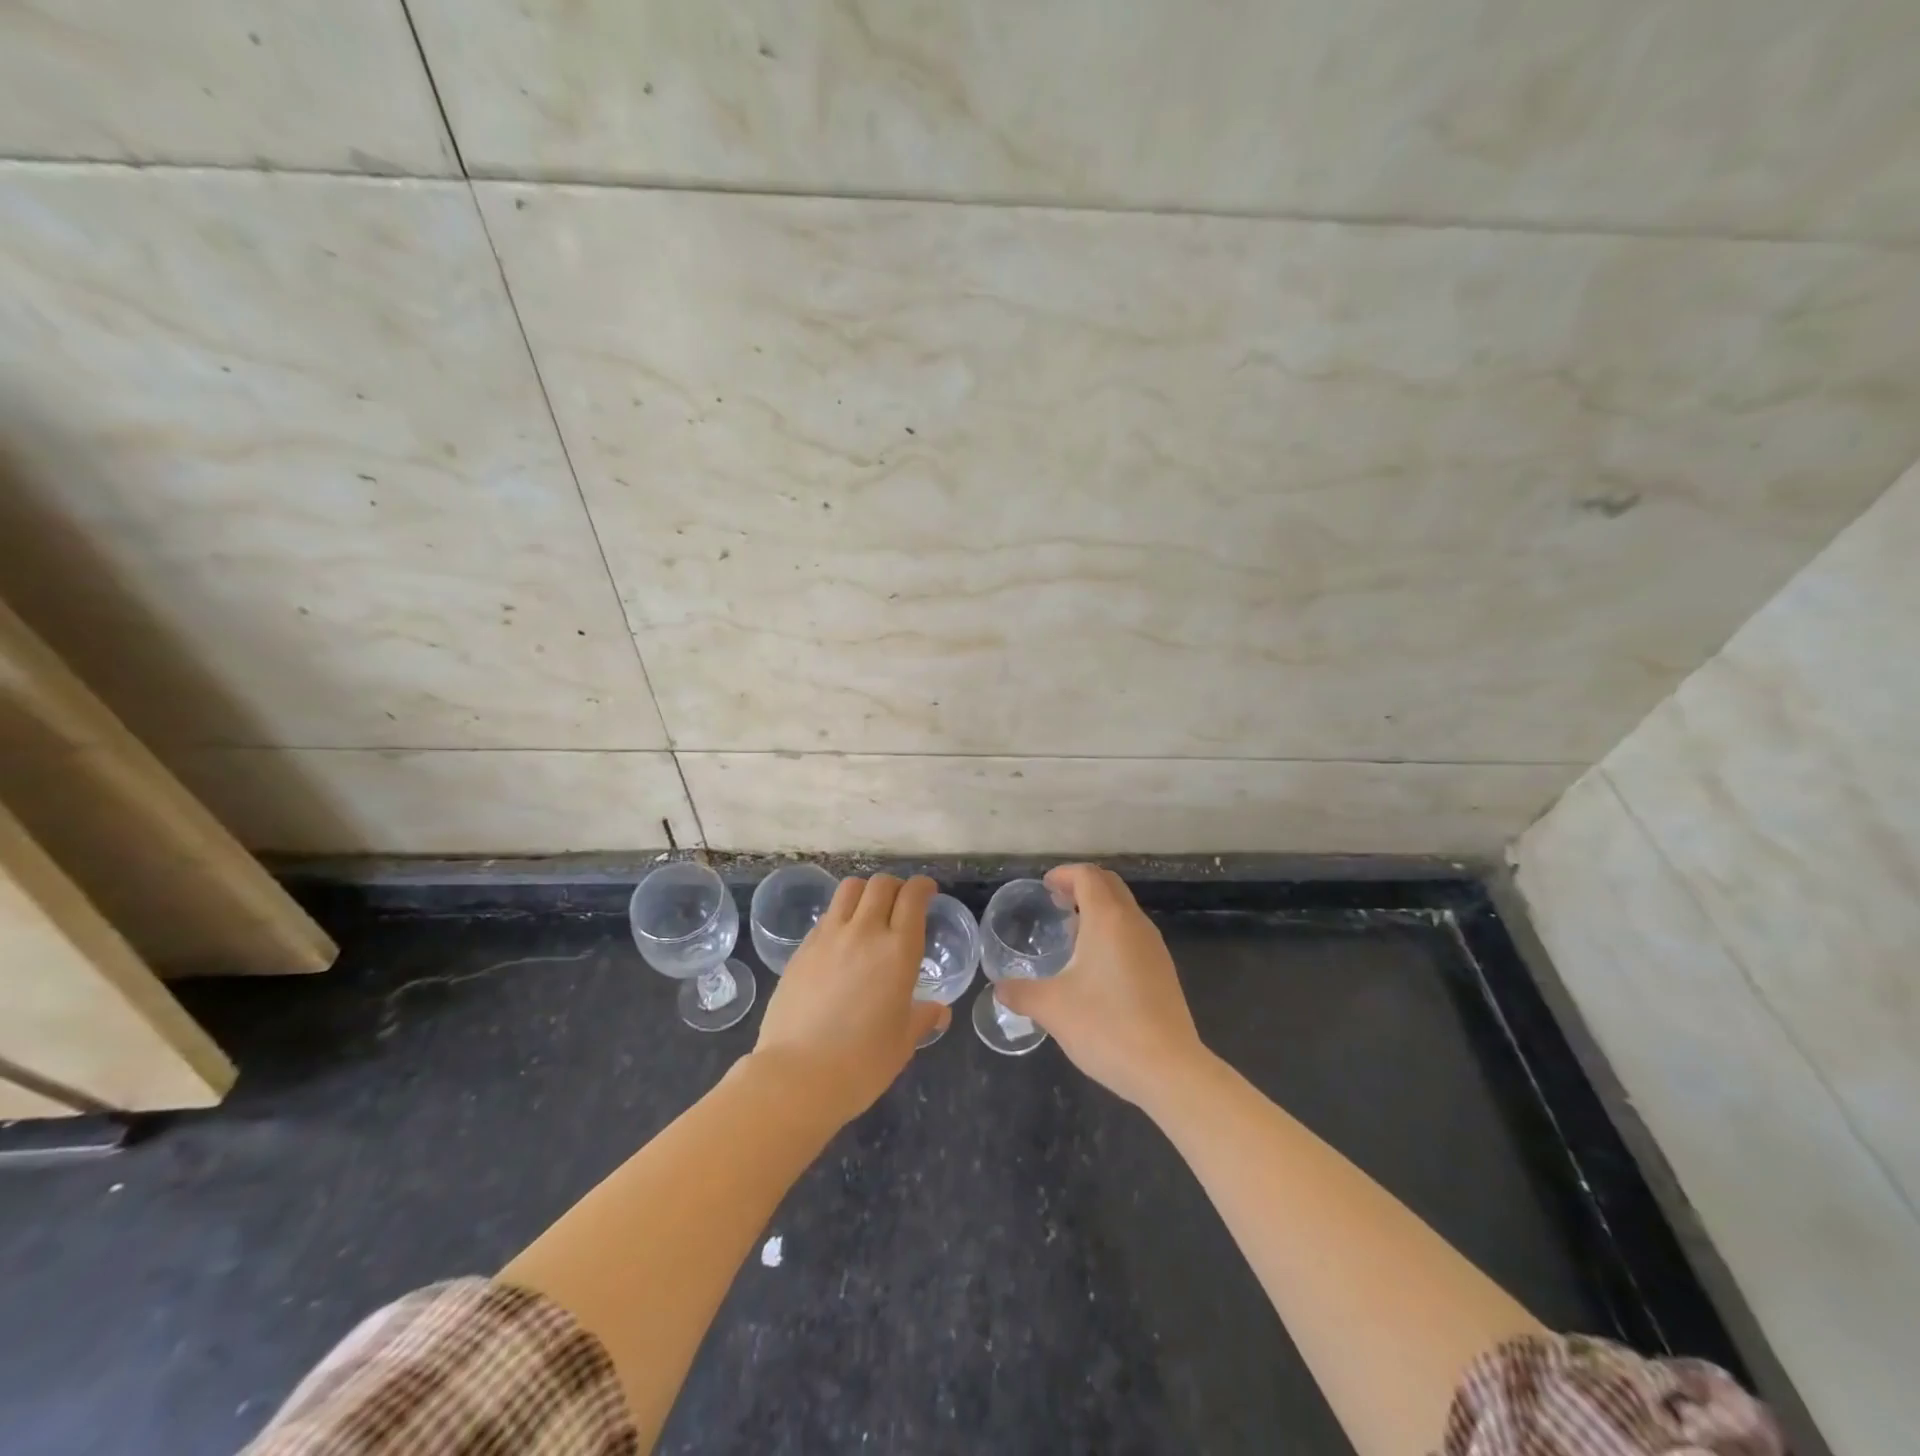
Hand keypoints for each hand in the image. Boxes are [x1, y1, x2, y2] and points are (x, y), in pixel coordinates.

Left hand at [748, 873, 946, 1127]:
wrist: (798, 1076)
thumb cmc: (862, 1062)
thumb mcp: (903, 1042)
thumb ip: (922, 1018)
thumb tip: (939, 1011)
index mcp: (898, 950)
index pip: (913, 897)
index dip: (923, 887)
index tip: (928, 892)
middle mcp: (864, 932)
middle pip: (881, 884)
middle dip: (896, 886)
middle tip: (901, 903)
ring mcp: (828, 937)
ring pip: (849, 889)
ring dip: (865, 892)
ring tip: (869, 911)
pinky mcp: (802, 949)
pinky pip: (826, 916)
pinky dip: (840, 915)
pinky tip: (842, 940)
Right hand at [994, 864, 1208, 1107]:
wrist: (1167, 1069)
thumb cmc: (1105, 1026)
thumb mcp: (1051, 1008)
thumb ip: (1020, 993)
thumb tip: (999, 988)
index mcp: (1108, 919)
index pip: (1088, 876)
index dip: (1065, 875)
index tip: (1045, 887)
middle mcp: (1135, 924)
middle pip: (1110, 885)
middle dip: (1082, 886)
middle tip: (1056, 903)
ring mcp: (1154, 947)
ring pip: (1125, 910)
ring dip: (1099, 910)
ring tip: (1072, 934)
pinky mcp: (1163, 971)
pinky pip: (1134, 934)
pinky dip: (1112, 933)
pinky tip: (1095, 967)